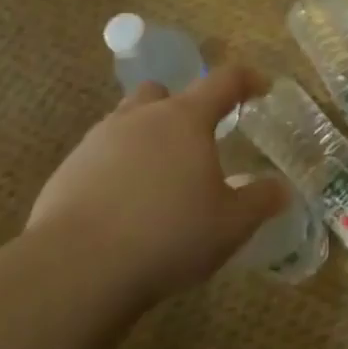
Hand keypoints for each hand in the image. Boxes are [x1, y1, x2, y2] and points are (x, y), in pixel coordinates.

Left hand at [26, 66, 288, 300]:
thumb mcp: (231, 225)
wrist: (77, 268)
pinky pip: (100, 156)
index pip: (224, 81)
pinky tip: (124, 208)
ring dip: (147, 139)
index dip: (247, 80)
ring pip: (128, 122)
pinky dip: (117, 170)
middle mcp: (140, 118)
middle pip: (164, 93)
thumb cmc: (169, 236)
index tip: (262, 89)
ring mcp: (98, 141)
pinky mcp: (67, 170)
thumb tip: (280, 188)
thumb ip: (260, 201)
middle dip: (183, 108)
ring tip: (160, 180)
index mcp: (185, 119)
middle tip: (198, 142)